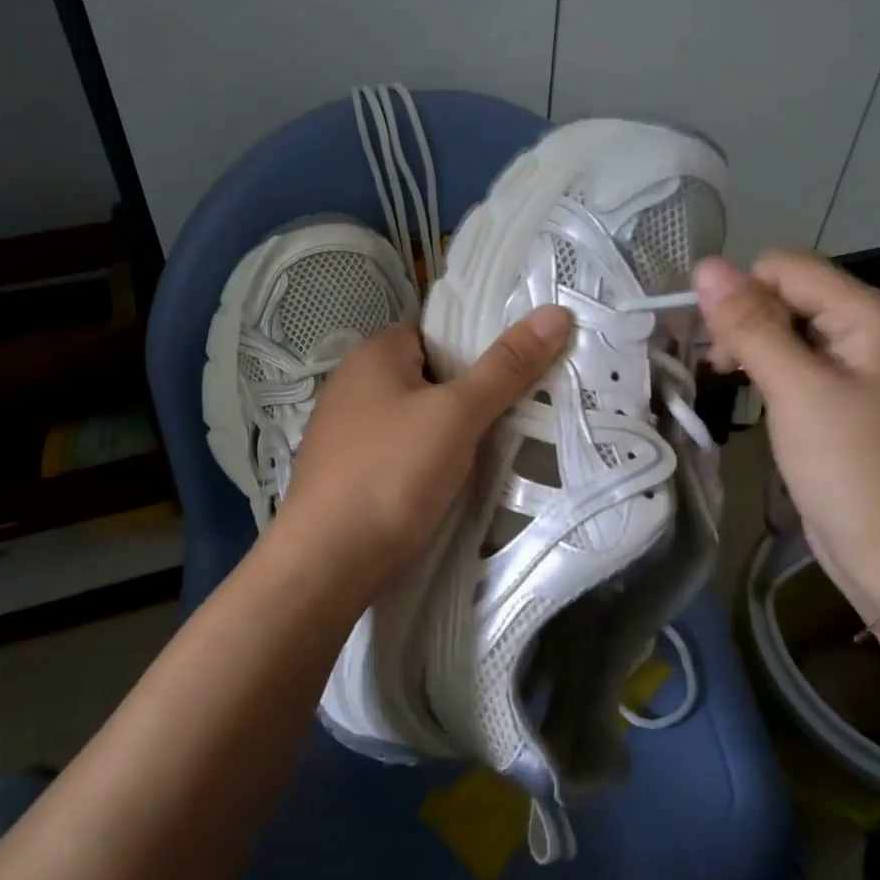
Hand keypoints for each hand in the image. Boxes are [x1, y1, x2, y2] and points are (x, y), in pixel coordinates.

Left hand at [266, 303, 573, 597]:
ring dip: (454, 427)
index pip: (436, 329)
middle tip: (526, 402)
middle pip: (429, 373)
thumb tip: (555, 312)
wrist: (324, 567)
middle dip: (473, 388)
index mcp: (374, 355)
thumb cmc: (391, 475)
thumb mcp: (457, 416)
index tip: (524, 358)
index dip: (480, 339)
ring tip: (503, 440)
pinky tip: (456, 477)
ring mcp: (346, 432)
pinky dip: (430, 456)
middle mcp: (353, 384)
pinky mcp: (348, 473)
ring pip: (417, 416)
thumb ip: (505, 367)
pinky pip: (402, 450)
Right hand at [693, 251, 879, 614]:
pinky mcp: (840, 397)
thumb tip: (704, 265)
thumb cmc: (851, 468)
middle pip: (785, 293)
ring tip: (729, 384)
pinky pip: (792, 361)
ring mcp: (855, 365)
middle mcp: (866, 329)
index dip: (743, 294)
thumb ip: (749, 325)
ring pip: (784, 328)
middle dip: (744, 321)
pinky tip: (750, 396)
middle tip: (723, 371)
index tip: (718, 346)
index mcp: (868, 314)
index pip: (785, 267)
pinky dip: (764, 371)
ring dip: (749, 347)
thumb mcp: (795, 390)